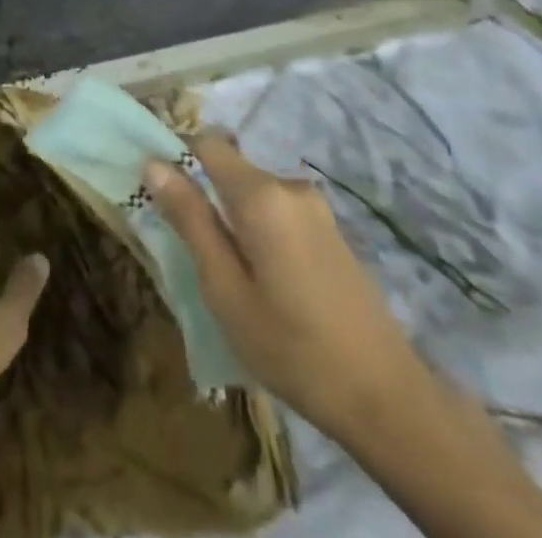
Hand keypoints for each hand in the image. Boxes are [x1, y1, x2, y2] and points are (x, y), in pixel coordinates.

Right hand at [146, 133, 423, 439]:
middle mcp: (289, 187)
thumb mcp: (225, 289)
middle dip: (206, 197)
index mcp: (261, 194)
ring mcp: (316, 209)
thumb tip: (153, 164)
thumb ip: (190, 220)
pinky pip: (279, 213)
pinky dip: (260, 232)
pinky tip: (266, 282)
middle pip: (231, 170)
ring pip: (255, 195)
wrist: (388, 399)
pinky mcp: (332, 232)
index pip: (207, 144)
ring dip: (234, 219)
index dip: (178, 155)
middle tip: (194, 253)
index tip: (159, 191)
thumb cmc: (293, 347)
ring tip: (230, 276)